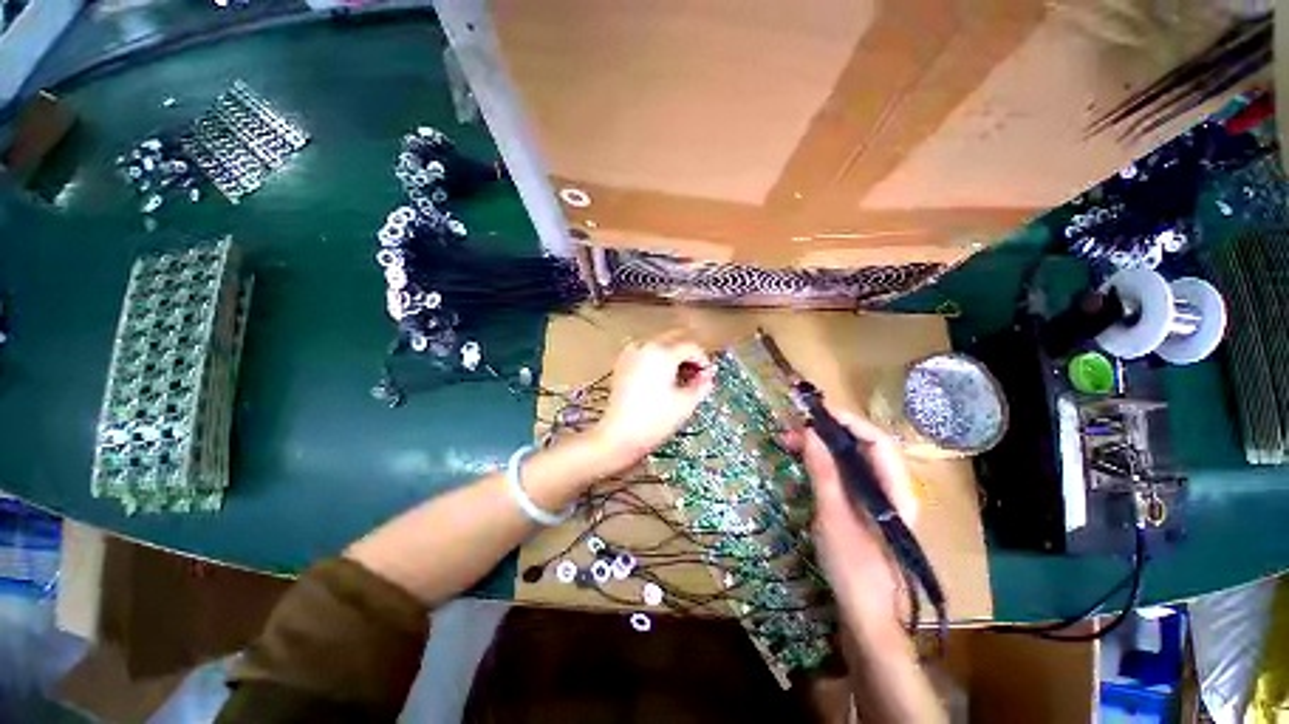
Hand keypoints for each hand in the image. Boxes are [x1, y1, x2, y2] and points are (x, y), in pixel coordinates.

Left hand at [591, 332, 713, 471]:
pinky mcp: (621, 364)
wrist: (619, 435)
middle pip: (674, 340)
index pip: (691, 347)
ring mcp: (631, 354)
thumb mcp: (686, 403)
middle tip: (697, 375)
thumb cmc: (655, 420)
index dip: (704, 360)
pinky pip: (645, 354)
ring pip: (659, 345)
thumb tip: (707, 376)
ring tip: (680, 378)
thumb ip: (702, 385)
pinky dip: (657, 361)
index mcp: (663, 353)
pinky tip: (661, 380)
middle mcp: (645, 346)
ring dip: (673, 356)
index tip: (708, 377)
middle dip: (688, 355)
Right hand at [784, 409, 917, 642]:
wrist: (868, 616)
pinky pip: (845, 474)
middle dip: (828, 432)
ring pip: (851, 459)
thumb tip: (811, 431)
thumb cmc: (855, 567)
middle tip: (793, 427)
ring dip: (822, 446)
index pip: (876, 440)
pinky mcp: (864, 507)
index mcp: (896, 490)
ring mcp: (878, 498)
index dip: (847, 421)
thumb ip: (824, 471)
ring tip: (791, 440)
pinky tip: (803, 460)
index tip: (814, 410)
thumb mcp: (833, 515)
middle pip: (863, 447)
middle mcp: (892, 488)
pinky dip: (823, 463)